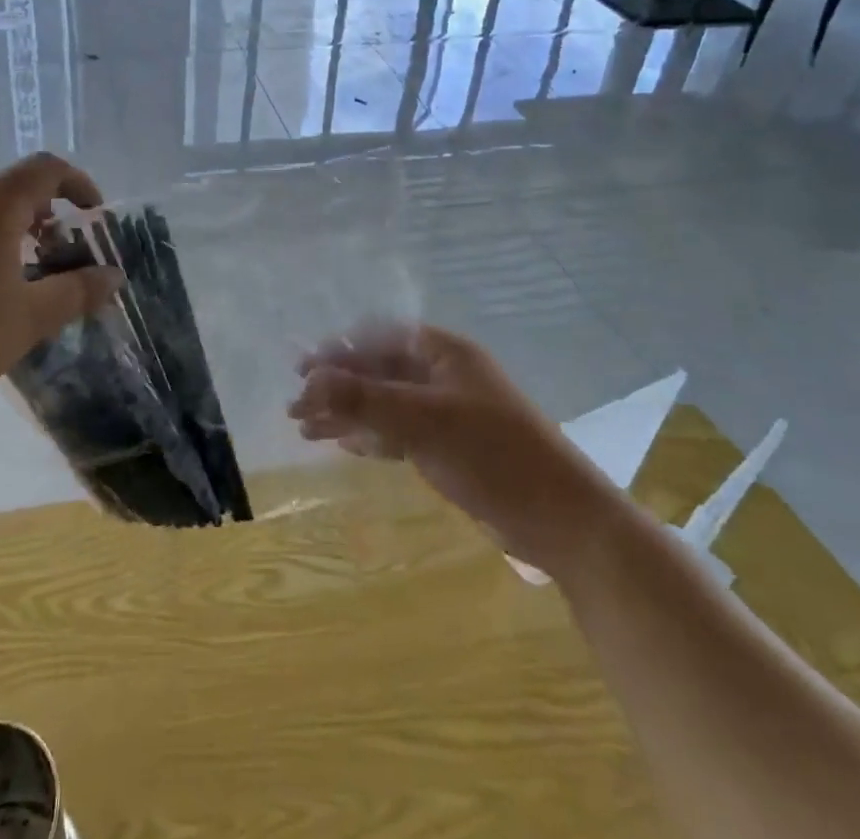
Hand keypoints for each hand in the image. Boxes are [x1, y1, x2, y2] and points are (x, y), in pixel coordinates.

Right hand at [289, 321, 627, 577]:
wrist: (564, 521)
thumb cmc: (495, 455)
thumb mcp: (425, 421)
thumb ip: (366, 398)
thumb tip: (310, 381)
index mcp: (443, 352)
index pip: (378, 338)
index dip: (338, 352)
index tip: (302, 373)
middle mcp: (442, 374)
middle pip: (378, 371)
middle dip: (336, 388)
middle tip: (296, 410)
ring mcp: (446, 411)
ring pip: (385, 404)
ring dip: (347, 415)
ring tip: (307, 432)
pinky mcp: (449, 447)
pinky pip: (398, 432)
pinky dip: (371, 437)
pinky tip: (345, 445)